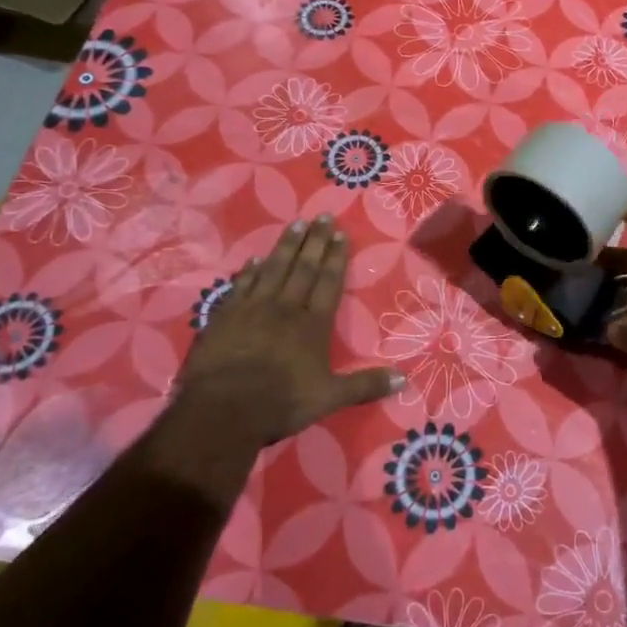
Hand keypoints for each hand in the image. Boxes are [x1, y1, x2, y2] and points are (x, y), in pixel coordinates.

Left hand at [144, 216, 403, 498]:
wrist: (222, 410)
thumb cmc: (280, 402)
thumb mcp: (329, 398)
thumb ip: (365, 385)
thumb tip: (405, 379)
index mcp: (313, 324)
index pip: (328, 282)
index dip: (336, 258)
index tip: (340, 234)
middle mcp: (285, 308)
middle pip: (303, 268)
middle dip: (315, 241)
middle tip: (322, 216)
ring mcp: (252, 309)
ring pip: (273, 269)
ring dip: (286, 246)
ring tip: (296, 224)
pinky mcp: (225, 316)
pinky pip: (242, 285)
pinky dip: (250, 271)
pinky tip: (255, 259)